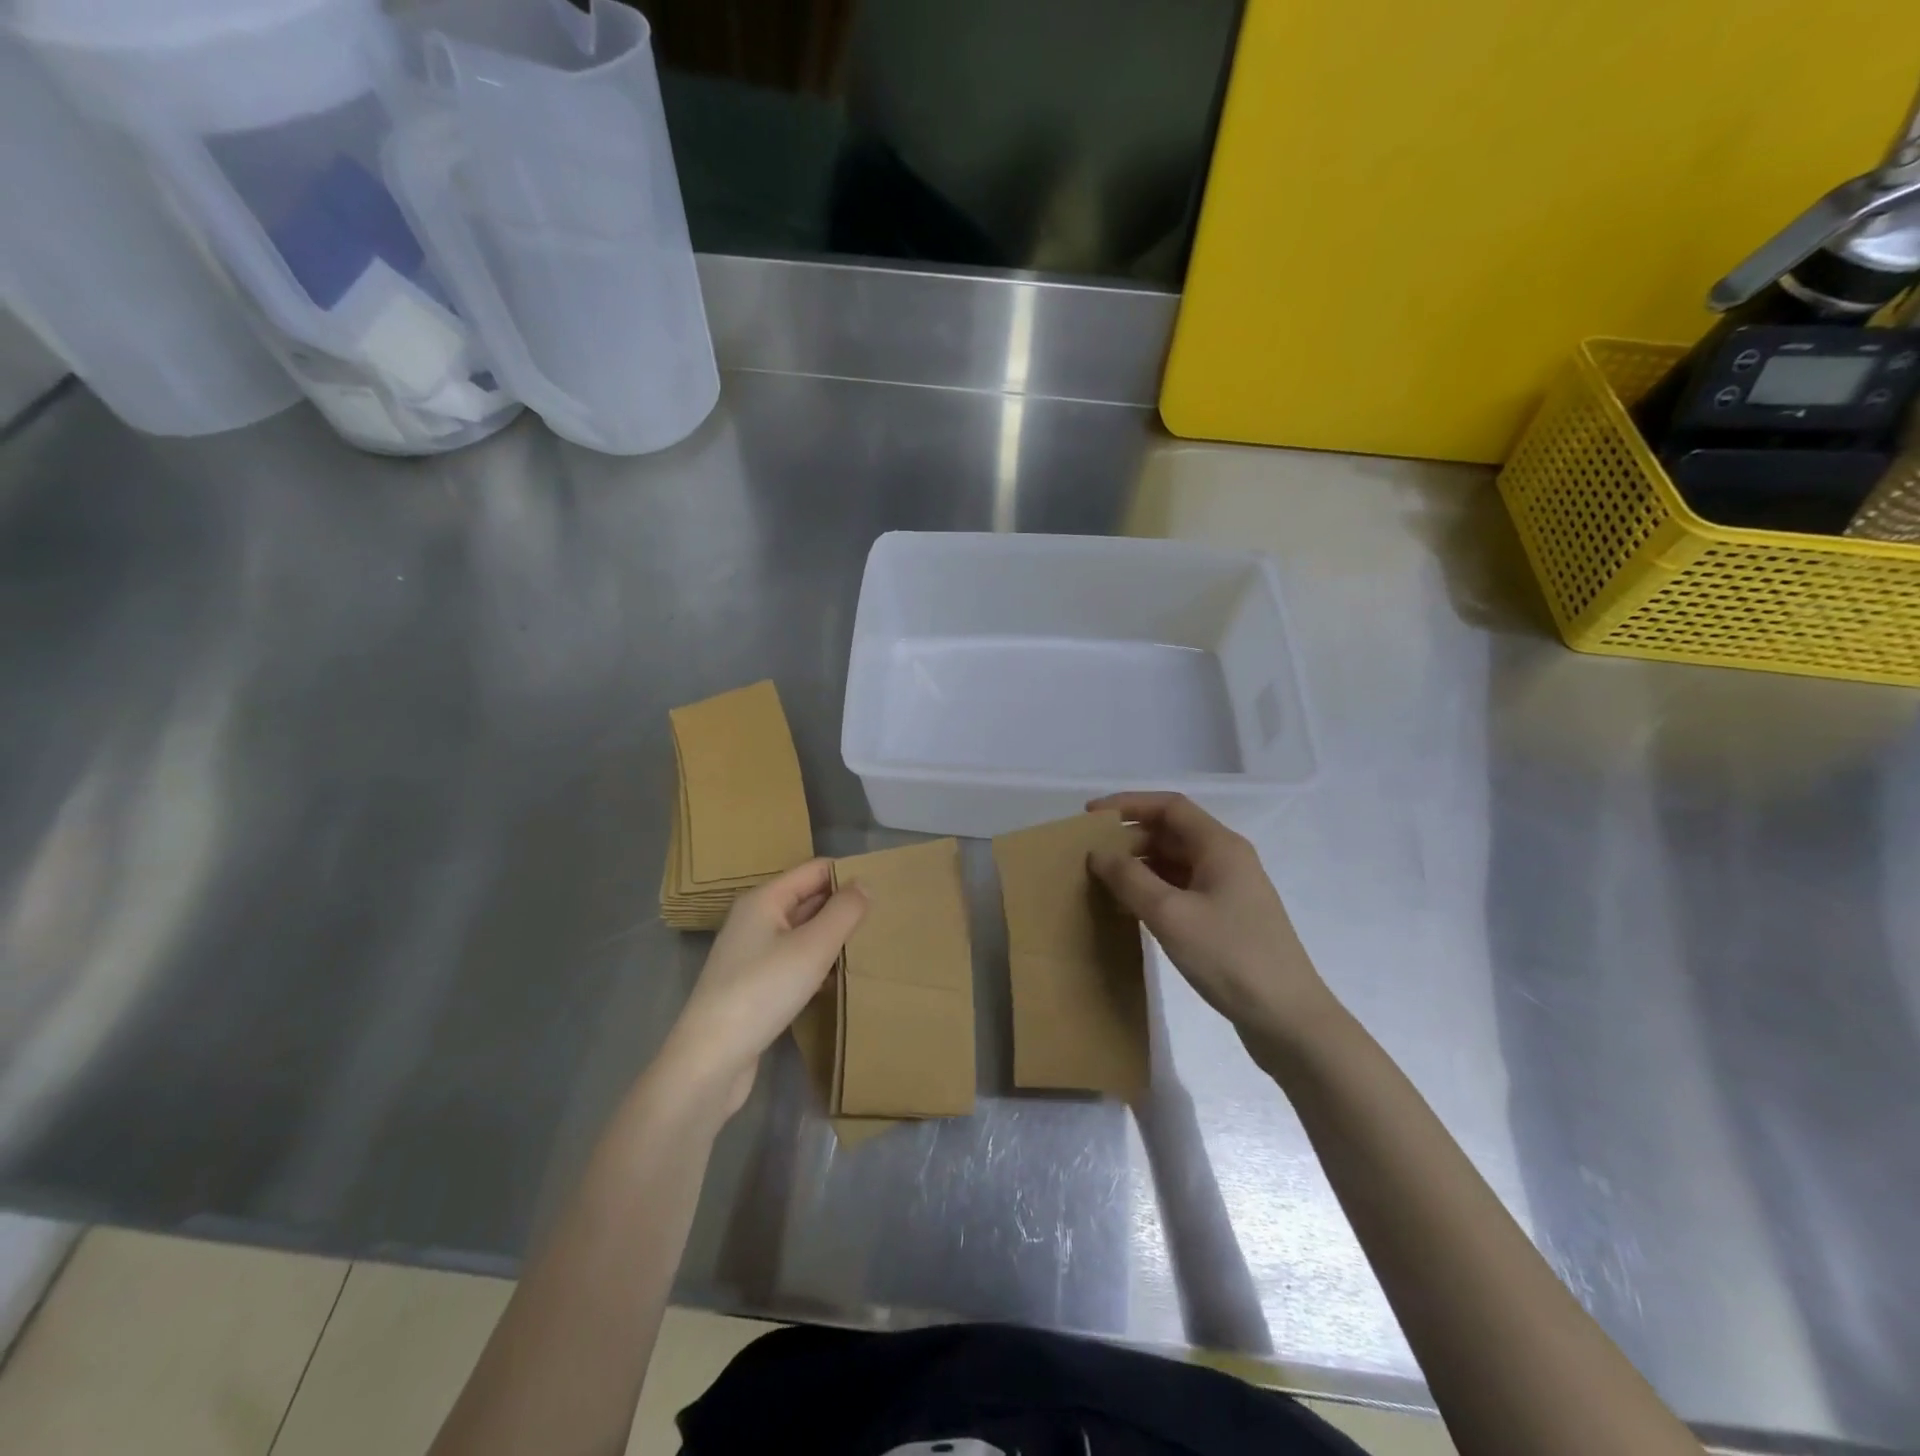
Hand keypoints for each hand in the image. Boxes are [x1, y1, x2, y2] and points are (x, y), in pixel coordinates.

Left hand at [658, 860, 865, 1117]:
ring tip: (869, 946)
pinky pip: (793, 961)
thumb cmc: (763, 991)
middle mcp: (754, 919)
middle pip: (807, 899)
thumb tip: (865, 883)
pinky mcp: (753, 985)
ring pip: (802, 932)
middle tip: (884, 919)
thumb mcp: (813, 947)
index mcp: (764, 899)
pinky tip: (840, 979)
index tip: (884, 890)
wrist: (710, 1060)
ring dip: (831, 937)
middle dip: (842, 906)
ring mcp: (751, 954)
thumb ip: (844, 911)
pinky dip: (817, 964)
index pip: (814, 870)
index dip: (847, 875)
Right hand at [1088, 793, 1335, 1056]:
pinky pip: (1182, 889)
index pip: (1169, 806)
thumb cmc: (1230, 956)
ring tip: (1102, 882)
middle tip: (1090, 856)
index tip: (1091, 818)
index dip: (1127, 804)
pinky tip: (1130, 910)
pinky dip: (1153, 891)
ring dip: (1139, 867)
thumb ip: (1130, 879)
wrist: (1288, 1019)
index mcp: (1220, 846)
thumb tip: (1099, 854)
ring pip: (1175, 863)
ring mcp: (1229, 890)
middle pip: (1171, 832)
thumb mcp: (1171, 915)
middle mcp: (1226, 860)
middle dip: (1129, 838)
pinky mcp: (1226, 919)